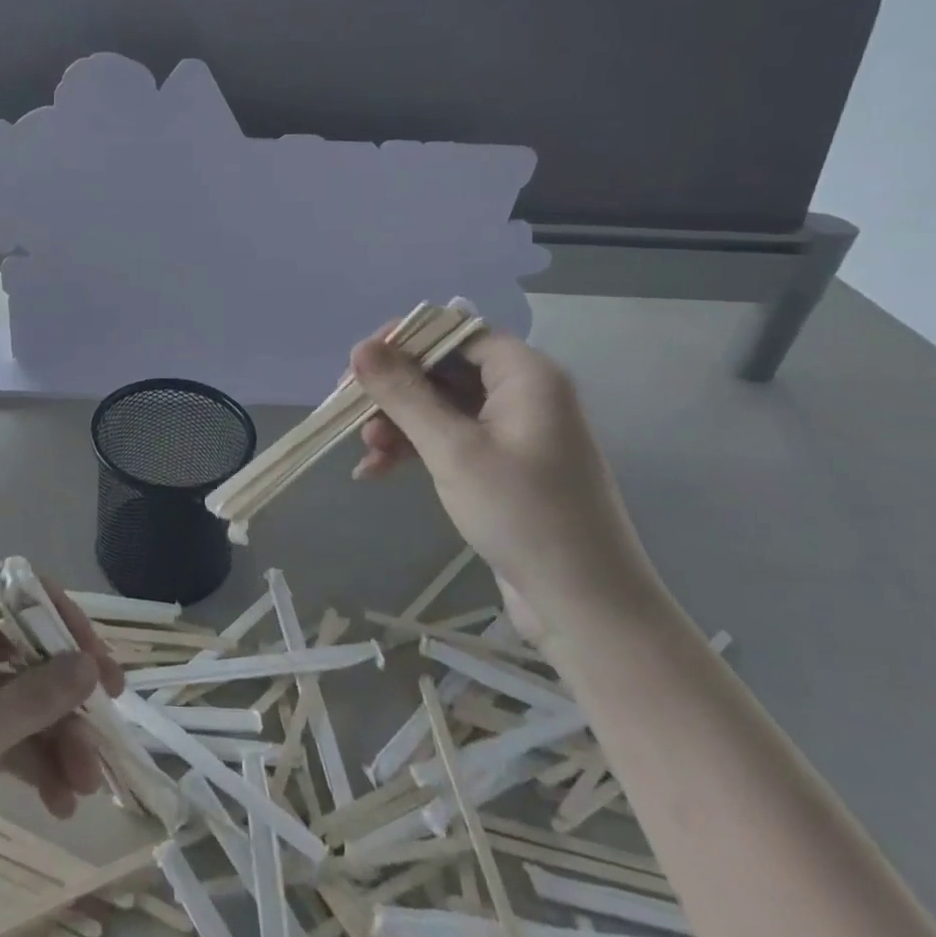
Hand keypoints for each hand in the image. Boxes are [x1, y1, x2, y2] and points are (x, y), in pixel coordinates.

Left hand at [0, 585, 123, 918]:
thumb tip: (90, 665)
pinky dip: (27, 760)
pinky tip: (56, 798)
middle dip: (68, 700)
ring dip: (53, 738)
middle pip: (28, 655)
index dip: (70, 627)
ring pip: (17, 700)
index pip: (26, 598)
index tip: (103, 673)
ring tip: (83, 791)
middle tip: (103, 747)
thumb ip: (31, 700)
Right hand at [350, 329, 658, 639]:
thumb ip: (404, 394)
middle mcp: (522, 393)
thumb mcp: (452, 449)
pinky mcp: (503, 465)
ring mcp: (513, 431)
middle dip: (394, 390)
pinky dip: (414, 449)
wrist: (584, 605)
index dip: (405, 341)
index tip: (359, 365)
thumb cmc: (522, 514)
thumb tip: (361, 347)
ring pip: (440, 406)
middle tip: (351, 412)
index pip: (455, 331)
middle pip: (443, 368)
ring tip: (367, 452)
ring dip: (399, 423)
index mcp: (525, 374)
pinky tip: (377, 472)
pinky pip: (449, 439)